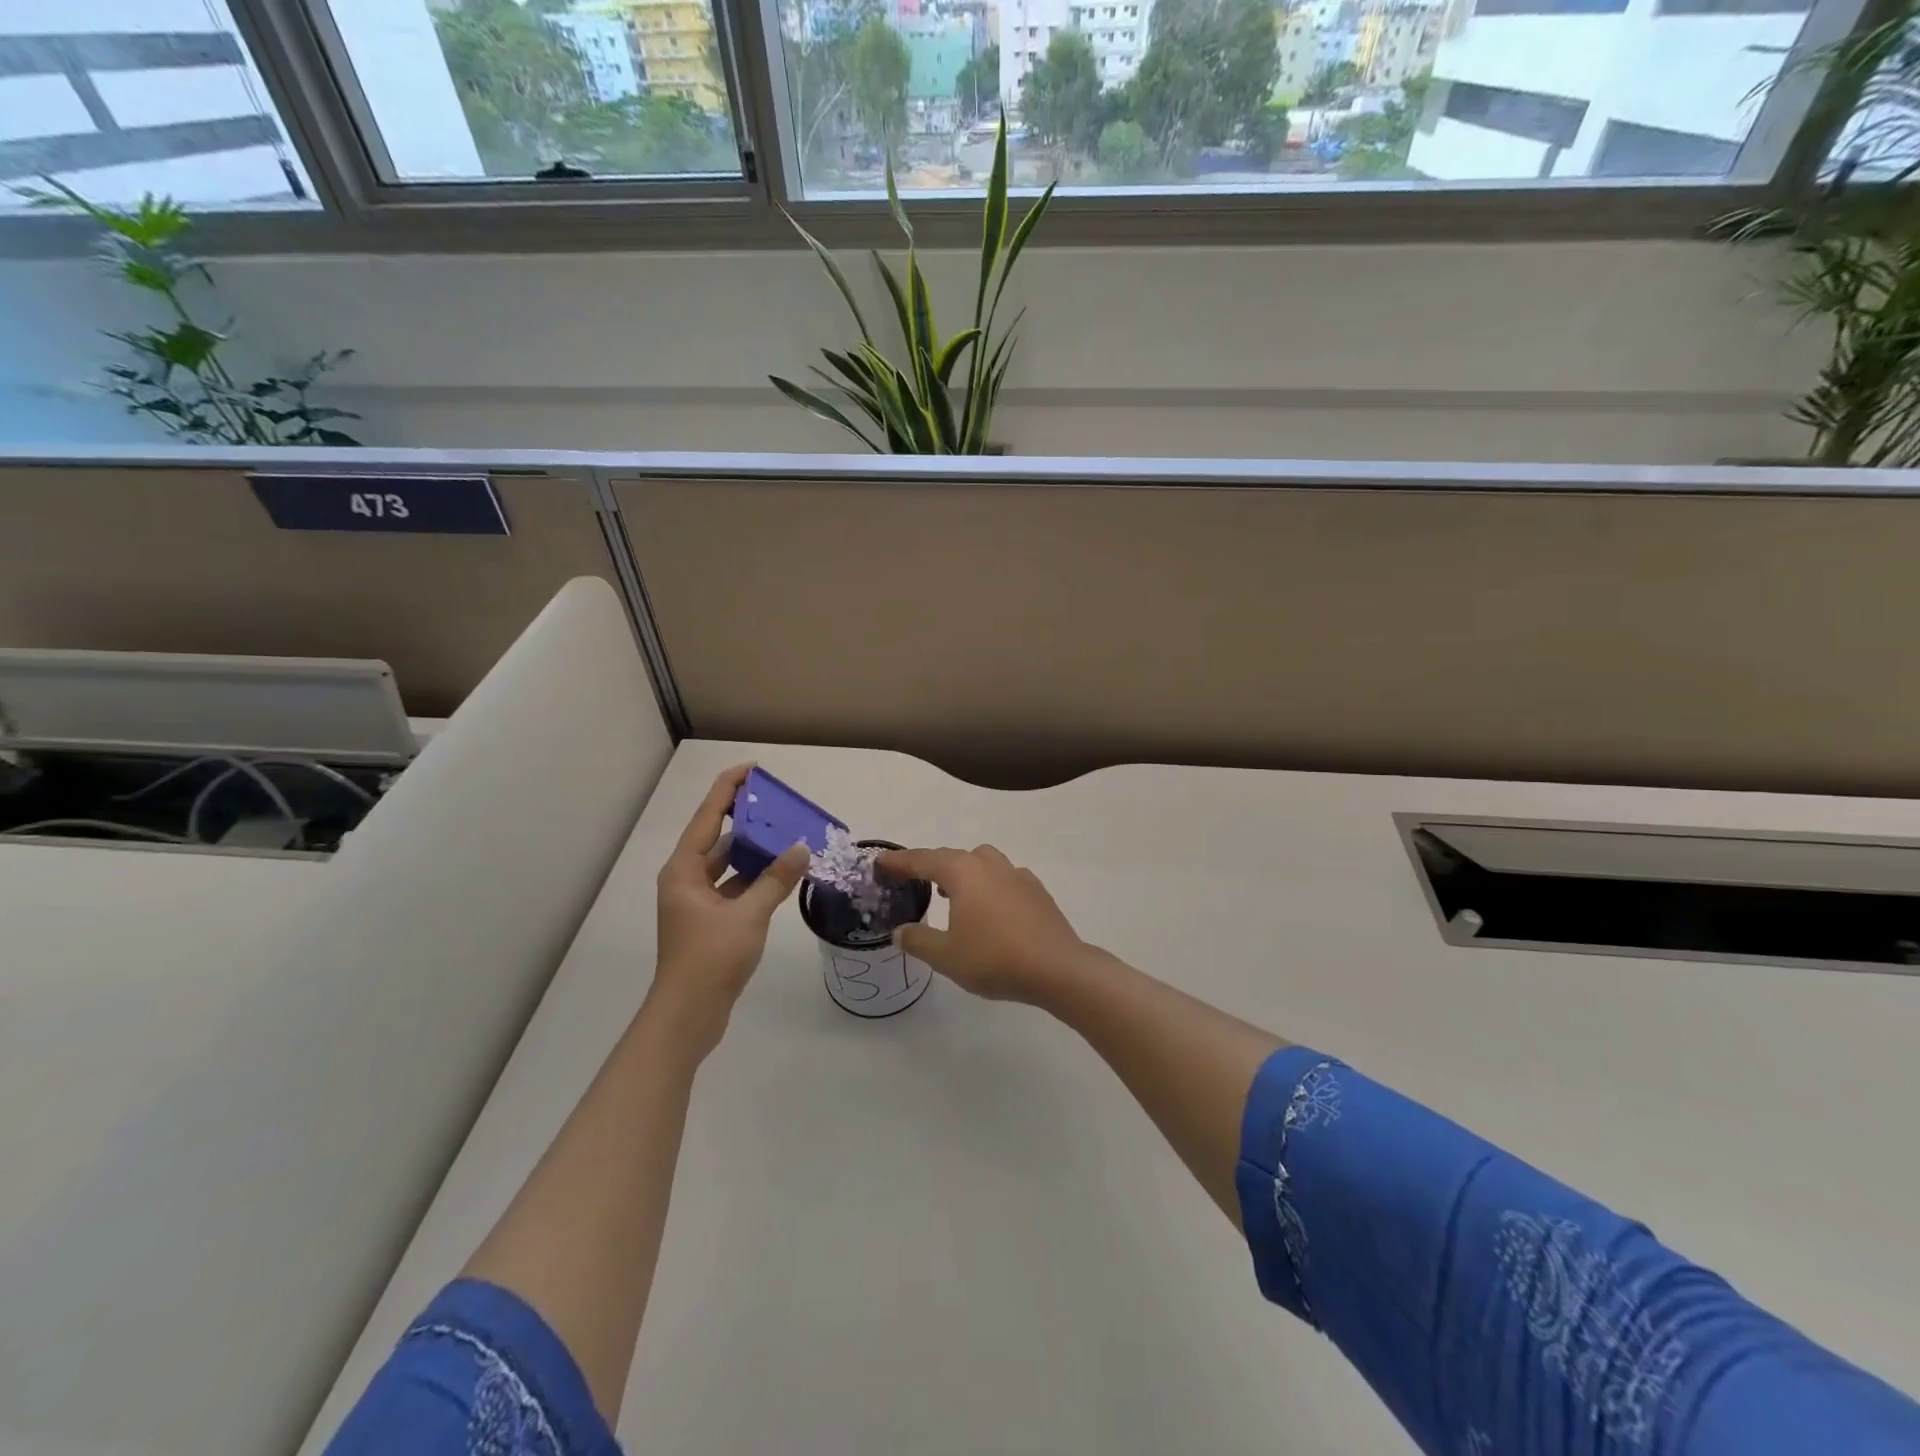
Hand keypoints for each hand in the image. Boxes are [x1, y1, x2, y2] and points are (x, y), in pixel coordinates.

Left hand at [652, 764, 808, 1052]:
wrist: (689, 1015)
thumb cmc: (710, 958)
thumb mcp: (748, 915)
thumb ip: (776, 880)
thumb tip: (801, 848)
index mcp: (683, 870)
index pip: (707, 818)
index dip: (728, 790)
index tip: (751, 769)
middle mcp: (686, 880)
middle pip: (717, 838)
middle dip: (746, 820)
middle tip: (778, 802)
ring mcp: (697, 902)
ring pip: (728, 865)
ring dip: (754, 852)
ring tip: (787, 833)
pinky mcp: (710, 921)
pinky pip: (735, 887)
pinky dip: (756, 878)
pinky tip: (782, 873)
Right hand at [876, 845, 1095, 1004]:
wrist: (1057, 968)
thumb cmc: (995, 958)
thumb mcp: (946, 956)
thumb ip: (919, 940)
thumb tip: (900, 931)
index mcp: (962, 873)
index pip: (923, 860)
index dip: (899, 862)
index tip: (880, 863)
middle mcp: (988, 865)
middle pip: (952, 856)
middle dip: (930, 865)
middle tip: (913, 879)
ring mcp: (1017, 875)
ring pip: (982, 861)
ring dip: (963, 871)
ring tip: (951, 892)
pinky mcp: (1036, 891)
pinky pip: (1004, 877)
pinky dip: (989, 884)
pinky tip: (989, 907)